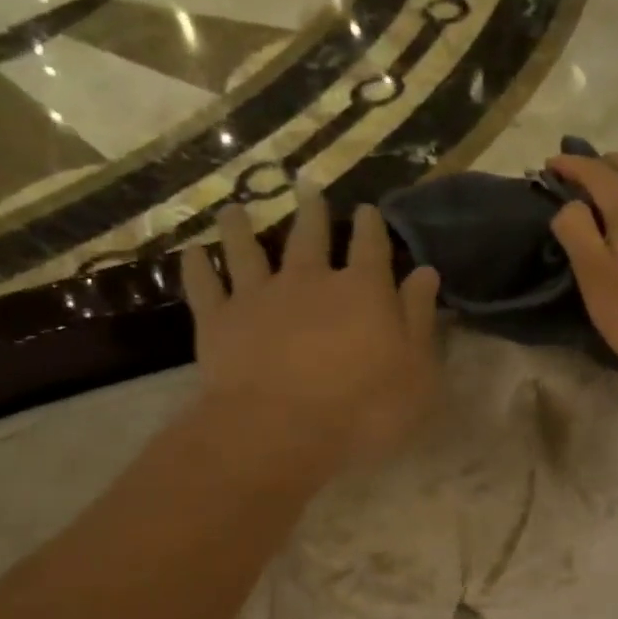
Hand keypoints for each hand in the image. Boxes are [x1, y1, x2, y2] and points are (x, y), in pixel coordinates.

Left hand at [180, 183, 440, 481]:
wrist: (281, 430)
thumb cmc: (365, 407)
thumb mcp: (416, 370)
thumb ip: (419, 318)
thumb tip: (425, 272)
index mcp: (363, 291)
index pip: (370, 247)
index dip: (371, 226)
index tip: (368, 209)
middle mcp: (309, 280)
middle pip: (310, 236)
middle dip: (312, 212)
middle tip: (306, 188)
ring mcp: (259, 296)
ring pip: (247, 250)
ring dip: (241, 228)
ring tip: (235, 209)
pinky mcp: (219, 320)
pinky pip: (204, 285)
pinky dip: (197, 267)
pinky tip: (192, 252)